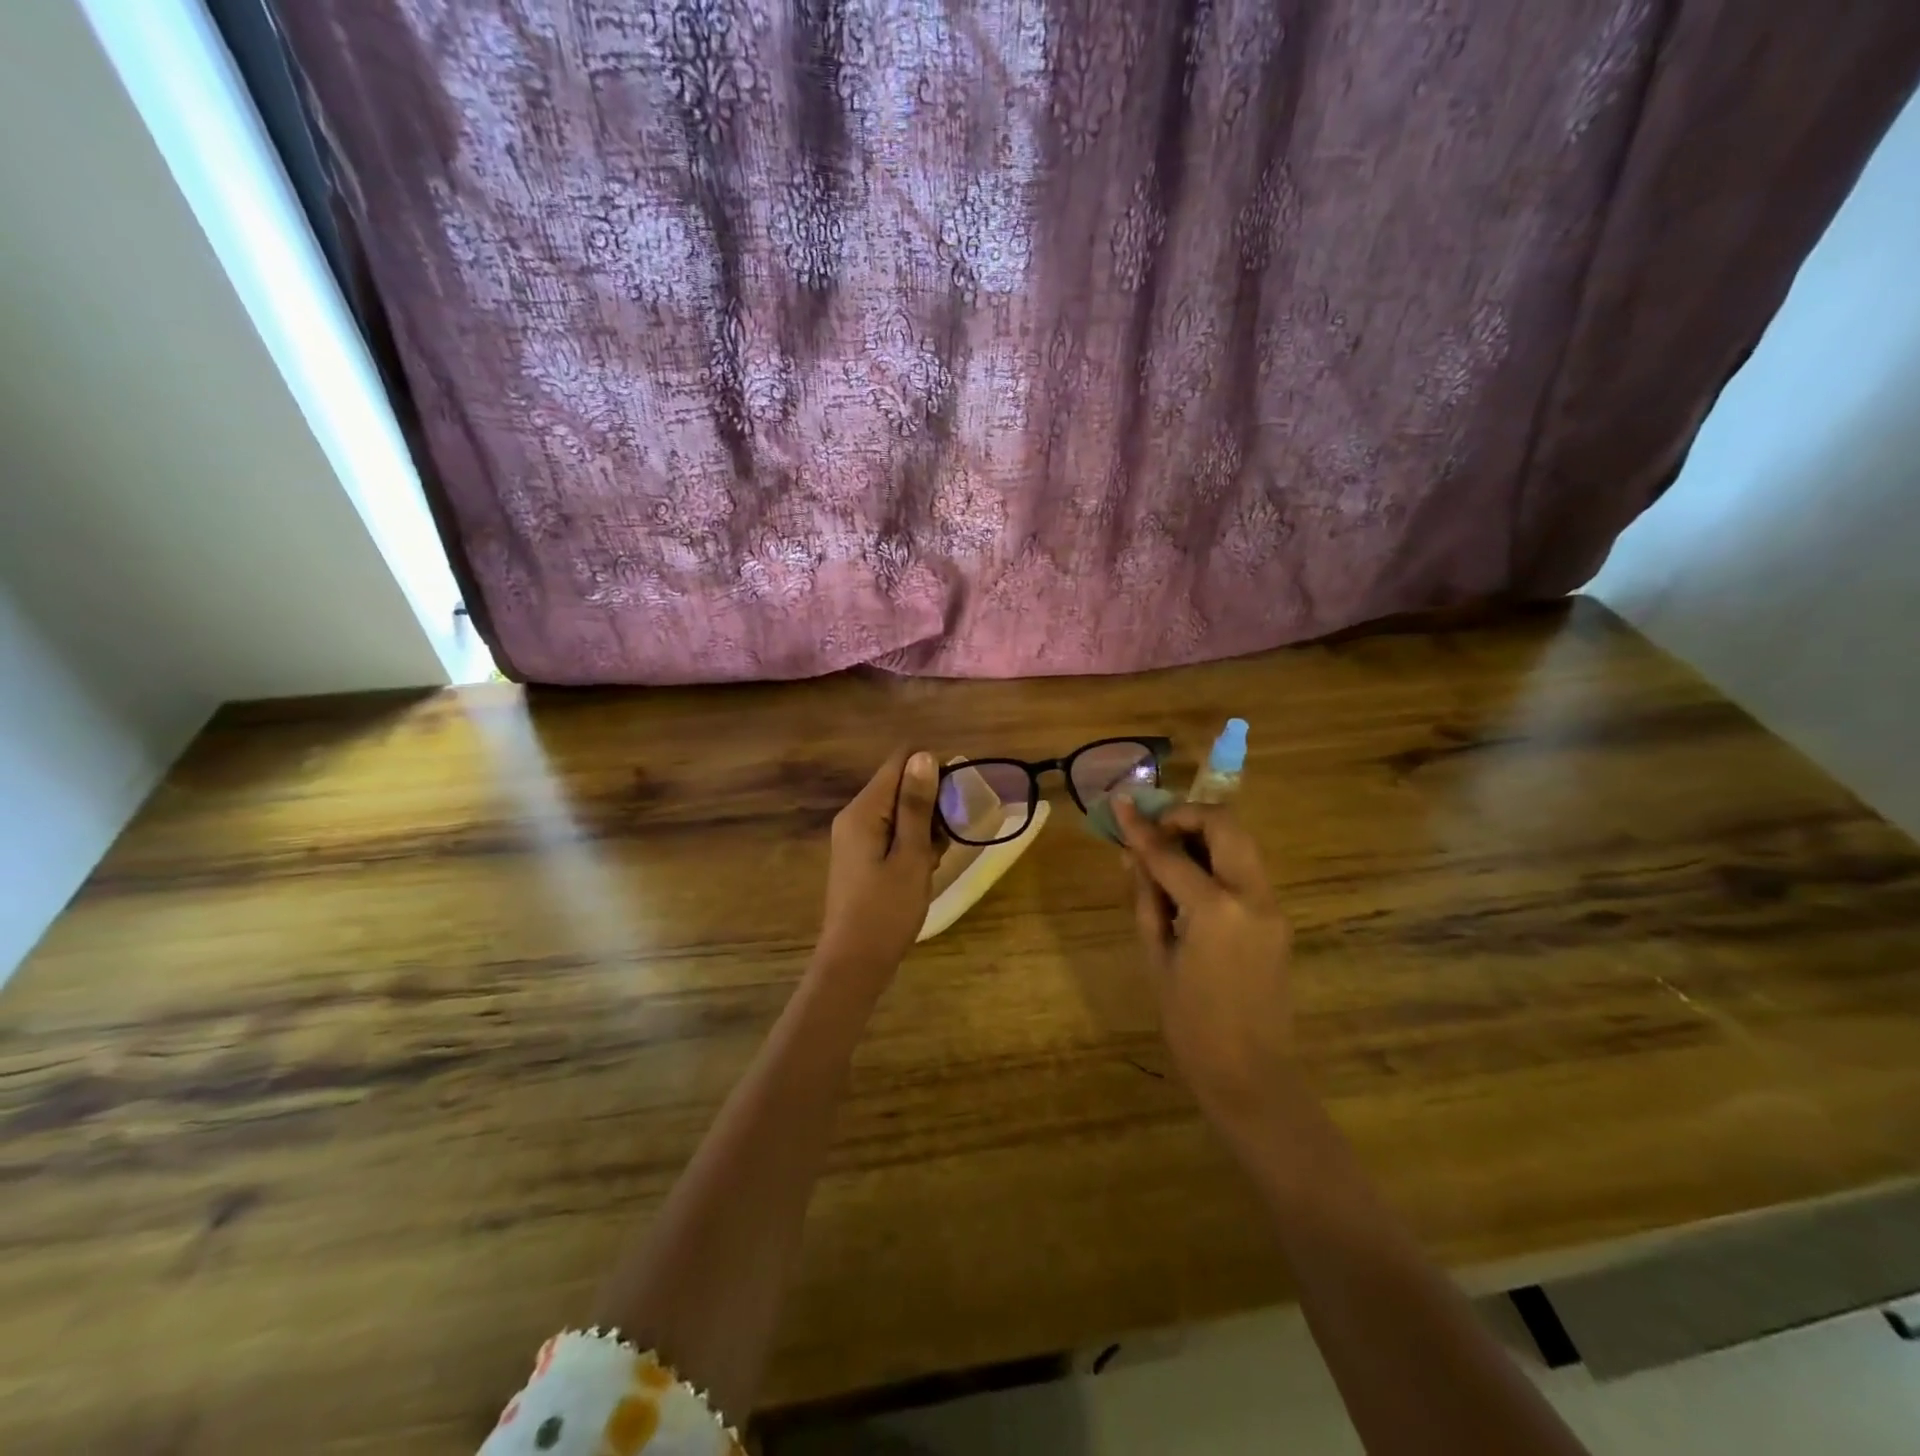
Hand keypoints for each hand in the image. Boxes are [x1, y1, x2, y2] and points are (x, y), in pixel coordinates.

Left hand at [815, 748, 942, 986]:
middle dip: (931, 803)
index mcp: (863, 810)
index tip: (957, 797)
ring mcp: (856, 838)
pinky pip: (892, 833)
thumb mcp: (910, 855)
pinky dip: (913, 843)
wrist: (854, 964)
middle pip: (899, 785)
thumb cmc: (886, 910)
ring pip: (899, 811)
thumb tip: (924, 755)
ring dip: (925, 826)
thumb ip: (917, 805)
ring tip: (937, 858)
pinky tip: (925, 868)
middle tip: (949, 837)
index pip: (899, 762)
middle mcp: (854, 816)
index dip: (932, 769)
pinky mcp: (861, 857)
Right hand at [1115, 798, 1294, 1129]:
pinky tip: (1190, 880)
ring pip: (1241, 842)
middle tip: (1155, 829)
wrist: (1251, 1074)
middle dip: (1186, 816)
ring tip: (1168, 852)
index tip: (1120, 803)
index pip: (1170, 853)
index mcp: (1216, 910)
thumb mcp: (1157, 958)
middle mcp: (1252, 896)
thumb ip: (1146, 898)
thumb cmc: (1191, 1024)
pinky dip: (1218, 859)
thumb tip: (1132, 855)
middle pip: (1225, 825)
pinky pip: (1246, 870)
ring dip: (1204, 834)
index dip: (1140, 827)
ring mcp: (1272, 906)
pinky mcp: (1278, 918)